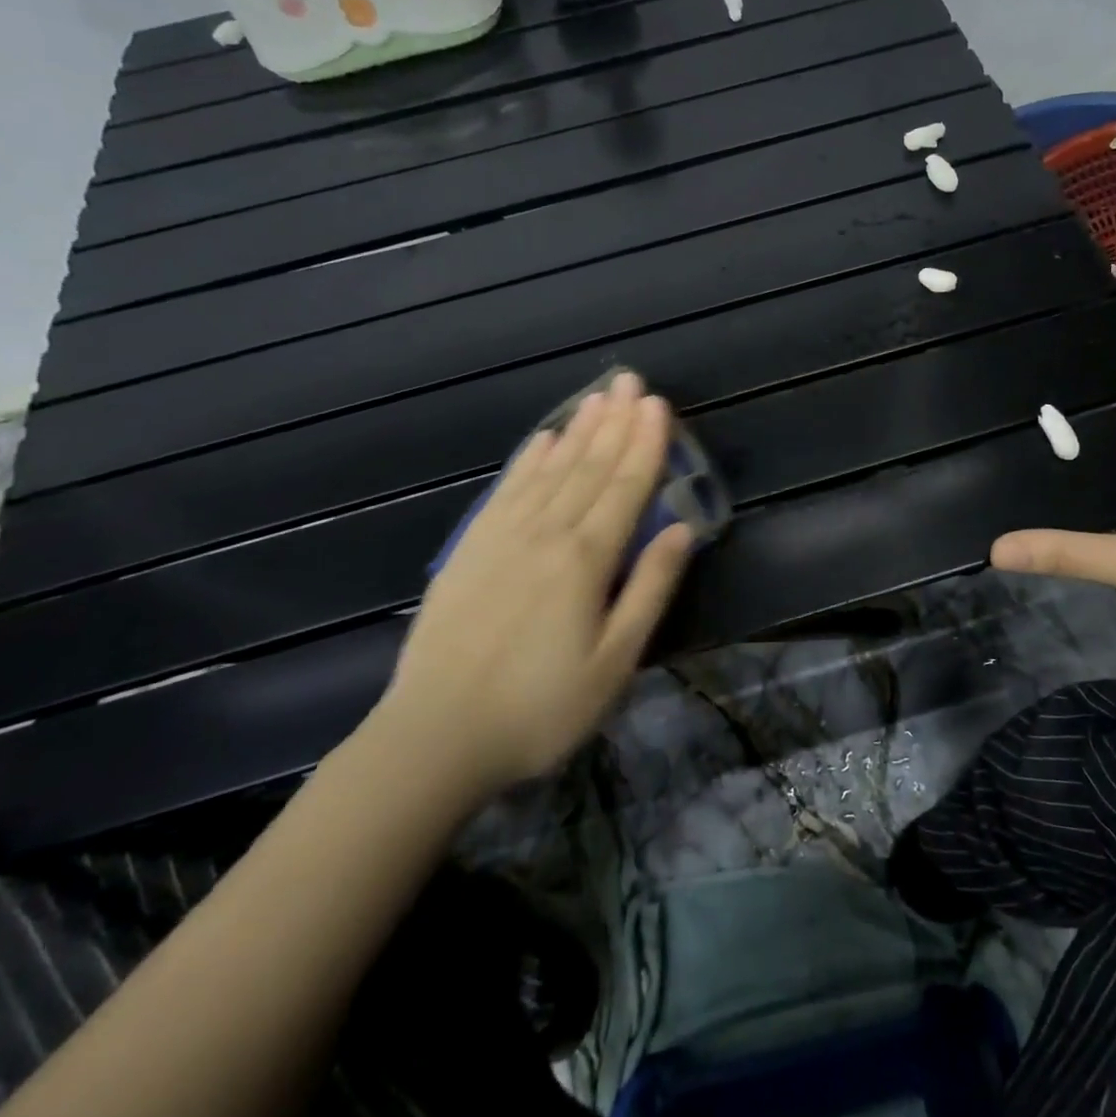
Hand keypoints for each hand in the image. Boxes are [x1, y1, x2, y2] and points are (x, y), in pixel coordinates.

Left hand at [372, 371, 693, 798]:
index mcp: (586, 559)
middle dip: (615, 421)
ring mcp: (503, 536)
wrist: (434, 736)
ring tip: (598, 397)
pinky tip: (542, 439)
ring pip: (551, 469)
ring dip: (578, 430)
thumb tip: (681, 530)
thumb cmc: (540, 708)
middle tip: (631, 381)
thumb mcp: (614, 662)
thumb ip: (649, 589)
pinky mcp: (471, 548)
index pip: (625, 486)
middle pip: (589, 467)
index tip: (659, 405)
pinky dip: (528, 460)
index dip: (646, 443)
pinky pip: (507, 489)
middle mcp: (547, 533)